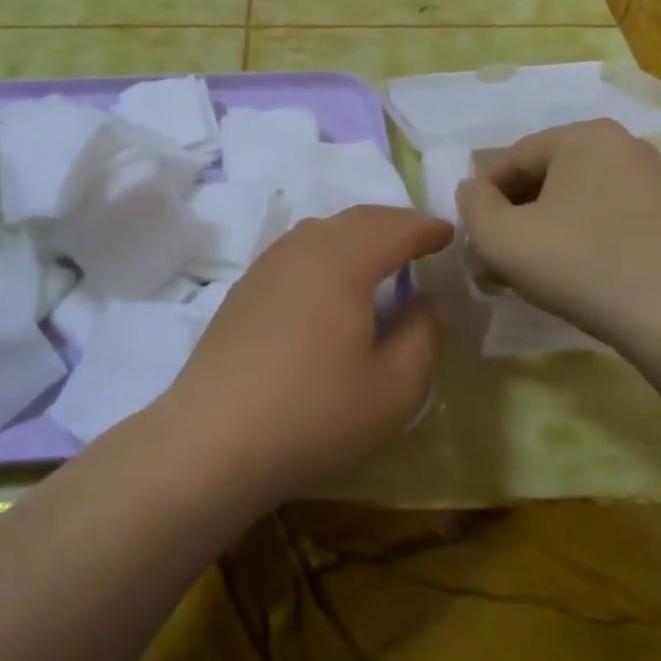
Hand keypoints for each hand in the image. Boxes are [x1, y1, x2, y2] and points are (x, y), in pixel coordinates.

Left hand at [155, 206, 452, 505]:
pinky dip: (324, 250)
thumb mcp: (393, 389)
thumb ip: (423, 336)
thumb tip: (431, 301)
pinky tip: (326, 280)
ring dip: (356, 233)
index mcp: (343, 263)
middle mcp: (302, 251)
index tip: (448, 233)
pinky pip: (294, 251)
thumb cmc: (314, 416)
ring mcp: (265, 268)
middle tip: (419, 237)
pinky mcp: (243, 291)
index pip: (394, 229)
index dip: (426, 228)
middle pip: (355, 219)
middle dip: (392, 222)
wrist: (212, 441)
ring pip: (320, 231)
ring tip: (377, 254)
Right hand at [454, 120, 660, 351]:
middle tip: (498, 252)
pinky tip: (573, 270)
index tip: (472, 234)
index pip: (512, 158)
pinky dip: (580, 234)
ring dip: (545, 225)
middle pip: (546, 174)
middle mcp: (622, 144)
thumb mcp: (502, 238)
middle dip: (515, 211)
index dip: (483, 196)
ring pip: (576, 195)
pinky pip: (606, 213)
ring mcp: (652, 178)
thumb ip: (473, 206)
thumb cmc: (580, 265)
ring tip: (532, 266)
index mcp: (582, 136)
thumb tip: (472, 190)